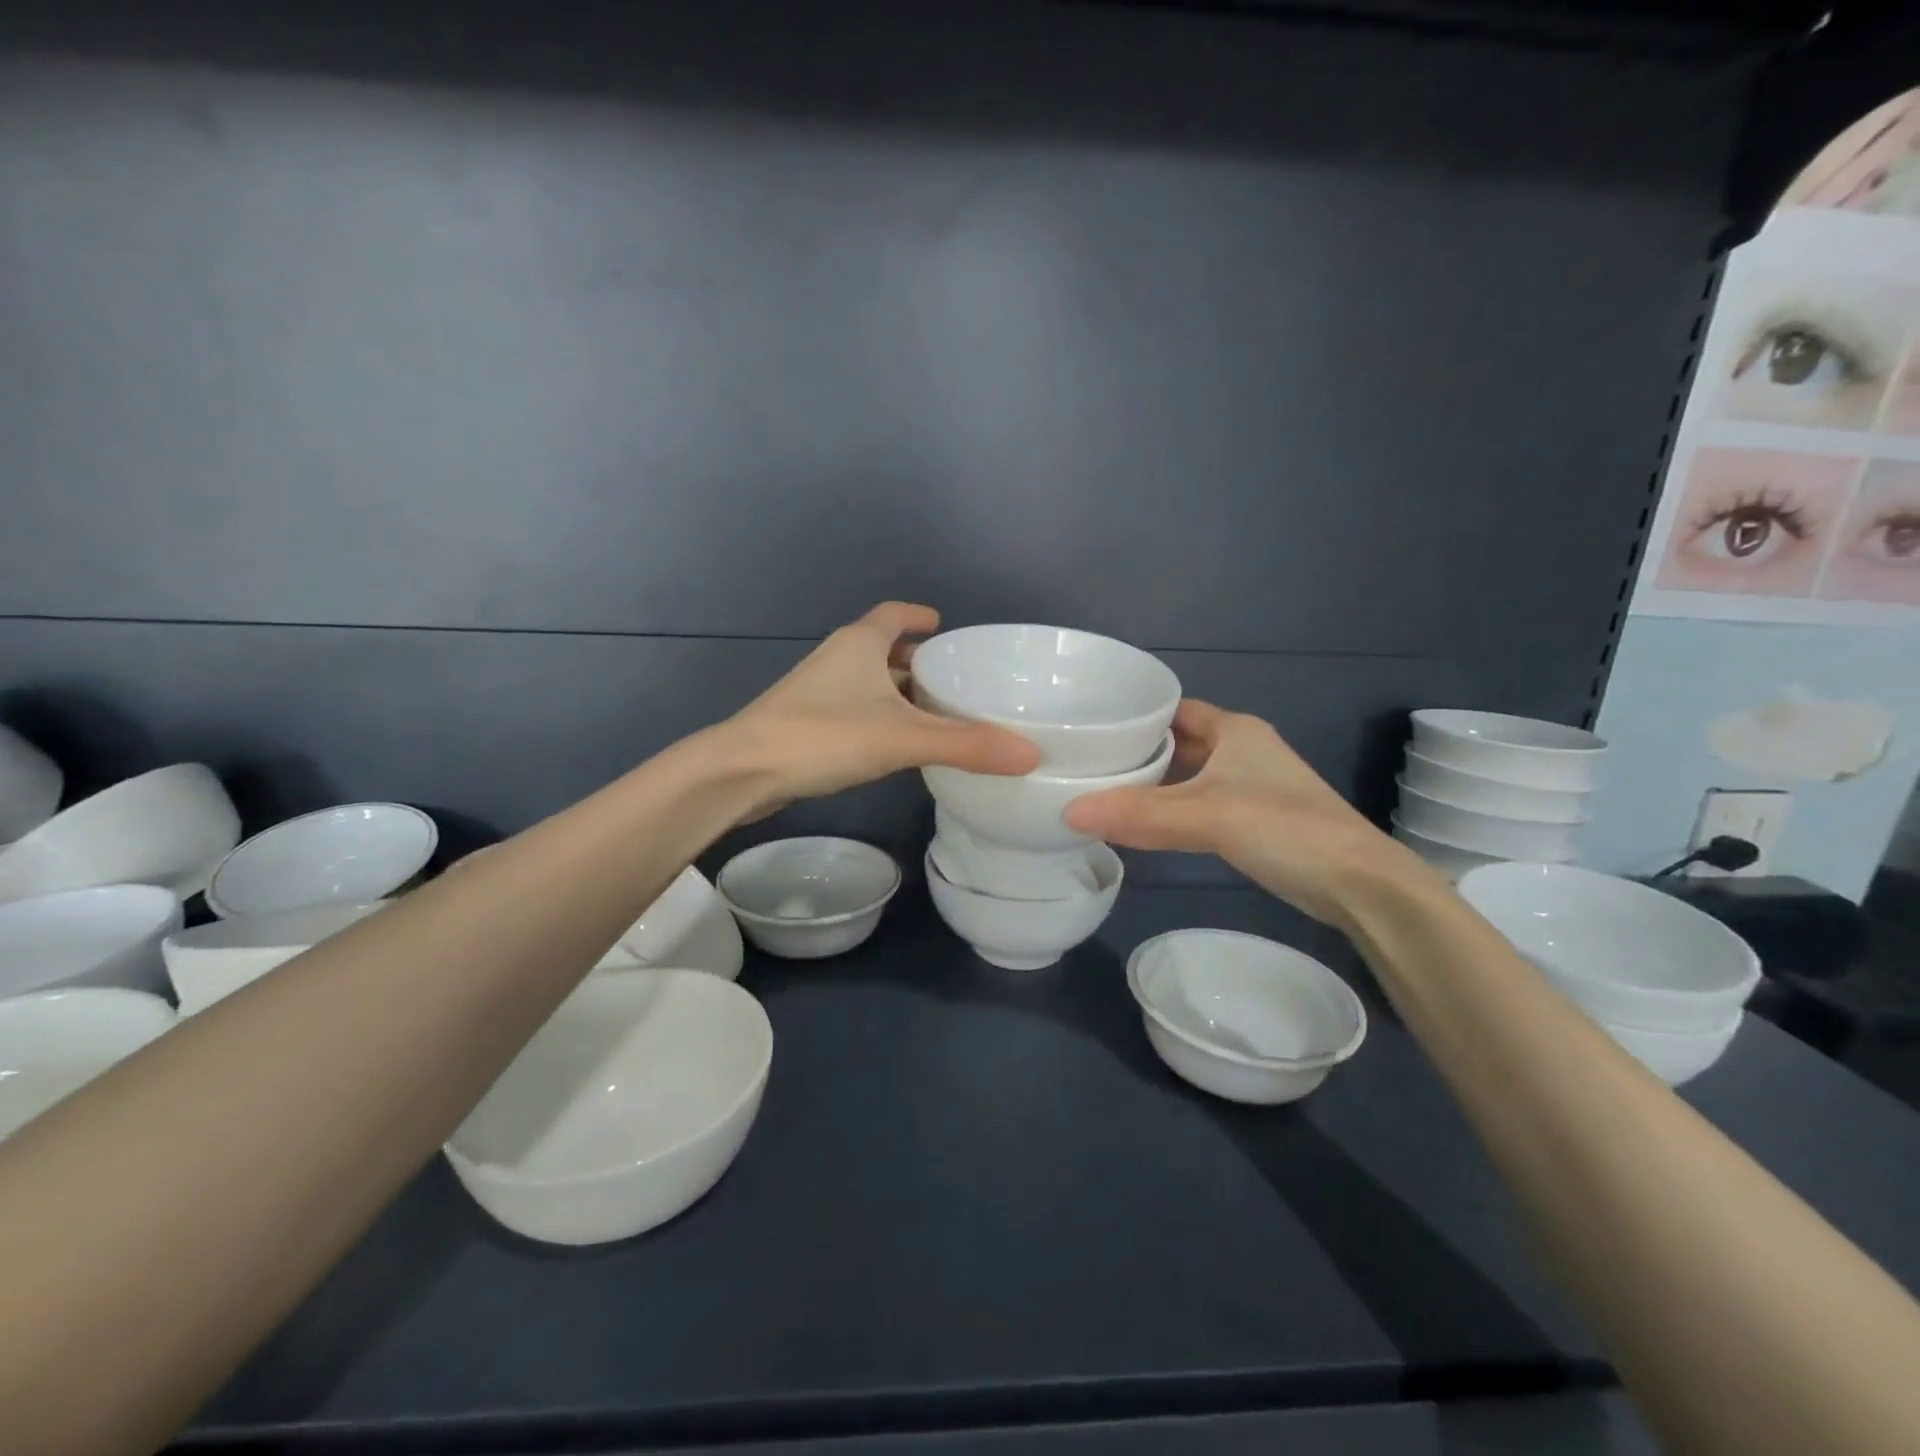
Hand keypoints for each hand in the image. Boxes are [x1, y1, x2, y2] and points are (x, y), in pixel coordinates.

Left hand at [719, 602, 1040, 811]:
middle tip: (955, 680)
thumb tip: (1031, 755)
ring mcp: (817, 692)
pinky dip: (880, 717)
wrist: (741, 771)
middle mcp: (837, 659)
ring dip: (898, 693)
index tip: (943, 623)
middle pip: (883, 649)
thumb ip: (966, 746)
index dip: (919, 616)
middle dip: (917, 661)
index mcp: (859, 643)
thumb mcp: (902, 738)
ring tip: (936, 714)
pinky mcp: (806, 723)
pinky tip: (898, 745)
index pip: (893, 615)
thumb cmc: (823, 736)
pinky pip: (855, 709)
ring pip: (868, 683)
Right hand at [1062, 699, 1435, 923]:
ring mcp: (1250, 787)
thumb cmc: (1285, 828)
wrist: (1359, 885)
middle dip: (1137, 751)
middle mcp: (1243, 751)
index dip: (1135, 714)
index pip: (1174, 709)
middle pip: (1178, 743)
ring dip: (1154, 783)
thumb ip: (1140, 814)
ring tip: (1102, 790)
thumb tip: (1068, 813)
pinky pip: (1199, 805)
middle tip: (1086, 761)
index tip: (1091, 725)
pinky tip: (1143, 825)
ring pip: (1188, 776)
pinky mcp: (1253, 821)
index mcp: (1236, 730)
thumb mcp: (1207, 816)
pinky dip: (1171, 810)